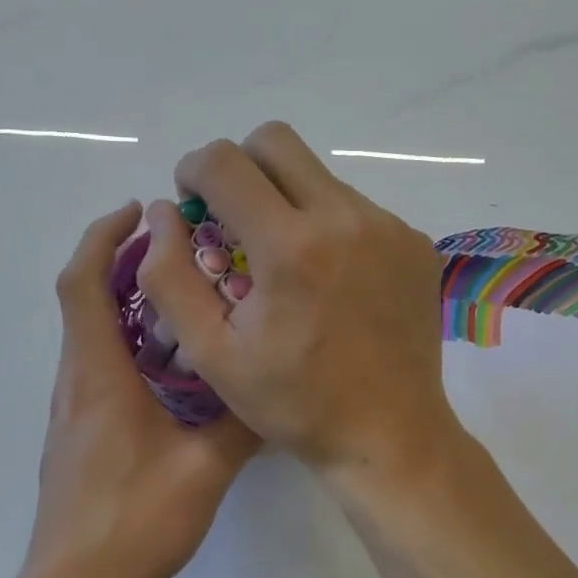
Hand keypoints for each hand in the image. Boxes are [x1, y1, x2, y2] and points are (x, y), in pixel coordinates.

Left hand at [22, 203, 259, 577]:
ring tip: (187, 296)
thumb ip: (243, 423)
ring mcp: (73, 407)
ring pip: (93, 332)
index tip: (140, 211)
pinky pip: (99, 363)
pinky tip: (174, 363)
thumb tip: (276, 382)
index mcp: (99, 374)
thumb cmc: (132, 523)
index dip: (104, 237)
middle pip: (85, 298)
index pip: (82, 283)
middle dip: (123, 261)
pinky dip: (128, 338)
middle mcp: (77, 380)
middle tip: (181, 248)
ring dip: (127, 300)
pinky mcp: (79, 431)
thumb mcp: (204, 470)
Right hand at [137, 122, 459, 477]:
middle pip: (275, 141)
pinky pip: (357, 207)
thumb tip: (164, 213)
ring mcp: (388, 227)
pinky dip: (329, 226)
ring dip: (288, 199)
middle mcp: (344, 218)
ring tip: (287, 261)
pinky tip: (331, 279)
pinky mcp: (414, 242)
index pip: (224, 161)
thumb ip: (171, 277)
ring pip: (318, 175)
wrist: (390, 435)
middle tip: (234, 216)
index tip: (194, 204)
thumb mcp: (212, 353)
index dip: (193, 171)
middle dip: (240, 166)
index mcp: (289, 246)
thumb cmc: (294, 402)